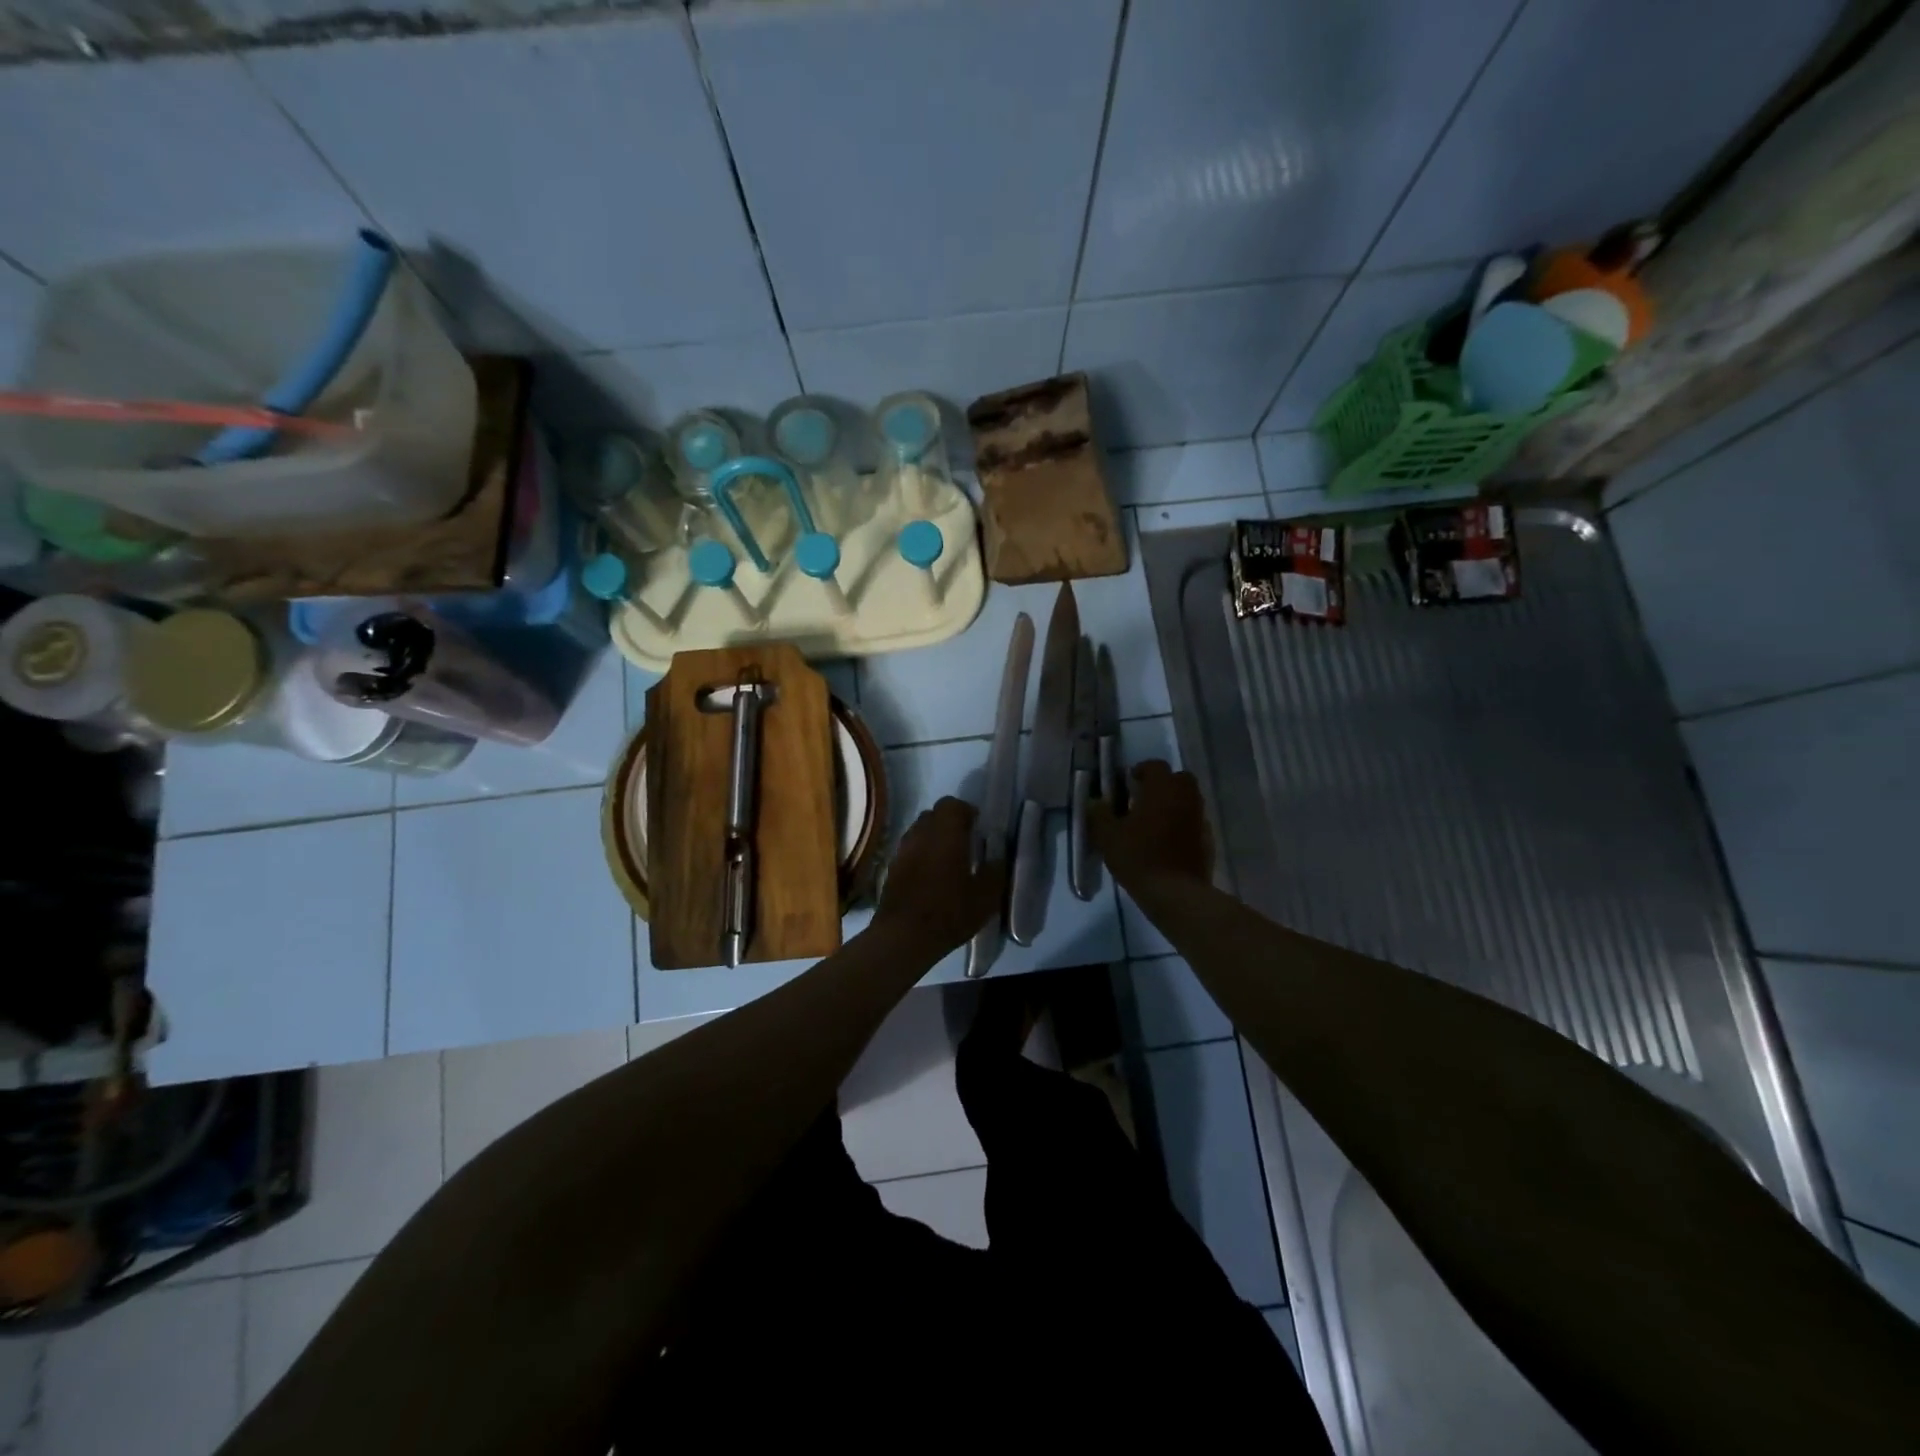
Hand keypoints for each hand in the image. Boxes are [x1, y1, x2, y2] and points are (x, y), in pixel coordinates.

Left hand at [875, 797, 1005, 950]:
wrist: (904, 936)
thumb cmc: (949, 911)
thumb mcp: (986, 896)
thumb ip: (996, 871)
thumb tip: (998, 857)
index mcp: (946, 833)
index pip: (952, 804)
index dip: (966, 812)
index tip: (977, 827)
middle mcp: (921, 834)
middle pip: (934, 814)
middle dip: (949, 822)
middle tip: (965, 842)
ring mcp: (902, 850)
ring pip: (919, 831)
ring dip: (933, 838)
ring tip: (947, 860)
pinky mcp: (892, 867)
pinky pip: (909, 849)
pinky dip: (921, 854)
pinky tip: (931, 876)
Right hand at [1088, 759, 1212, 885]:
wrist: (1175, 893)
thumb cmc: (1139, 857)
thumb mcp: (1108, 836)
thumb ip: (1099, 815)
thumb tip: (1094, 801)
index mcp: (1162, 789)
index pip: (1156, 766)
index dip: (1141, 771)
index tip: (1128, 784)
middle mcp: (1186, 797)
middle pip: (1179, 779)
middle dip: (1163, 784)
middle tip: (1144, 799)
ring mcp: (1200, 819)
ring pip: (1189, 801)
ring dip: (1174, 804)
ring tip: (1154, 822)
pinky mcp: (1208, 840)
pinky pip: (1194, 823)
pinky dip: (1183, 825)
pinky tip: (1169, 842)